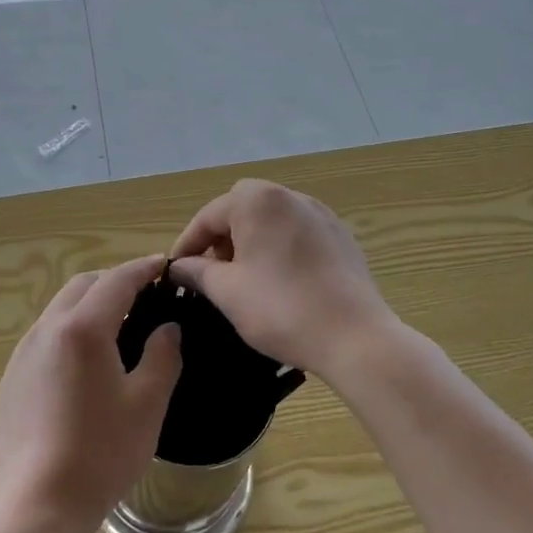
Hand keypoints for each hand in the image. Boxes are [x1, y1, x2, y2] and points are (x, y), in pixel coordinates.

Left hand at [0, 256, 182, 532]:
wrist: (39, 505)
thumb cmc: (102, 453)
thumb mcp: (147, 404)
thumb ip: (162, 355)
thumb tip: (168, 328)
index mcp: (83, 329)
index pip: (117, 280)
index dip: (143, 269)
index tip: (163, 265)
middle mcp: (47, 329)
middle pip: (83, 286)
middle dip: (114, 282)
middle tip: (144, 296)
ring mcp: (24, 353)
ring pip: (60, 308)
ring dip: (90, 305)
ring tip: (118, 326)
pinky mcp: (12, 378)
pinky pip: (46, 336)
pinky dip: (71, 330)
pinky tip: (86, 362)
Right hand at [169, 180, 397, 386]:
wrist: (355, 337)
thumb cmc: (281, 309)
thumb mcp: (227, 292)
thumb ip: (198, 272)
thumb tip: (179, 266)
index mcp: (257, 201)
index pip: (209, 215)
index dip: (188, 244)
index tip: (176, 271)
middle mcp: (289, 196)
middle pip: (241, 206)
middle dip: (222, 235)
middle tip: (213, 270)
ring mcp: (319, 213)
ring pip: (271, 217)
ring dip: (251, 239)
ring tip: (244, 277)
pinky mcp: (340, 235)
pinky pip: (297, 231)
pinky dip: (279, 246)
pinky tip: (280, 280)